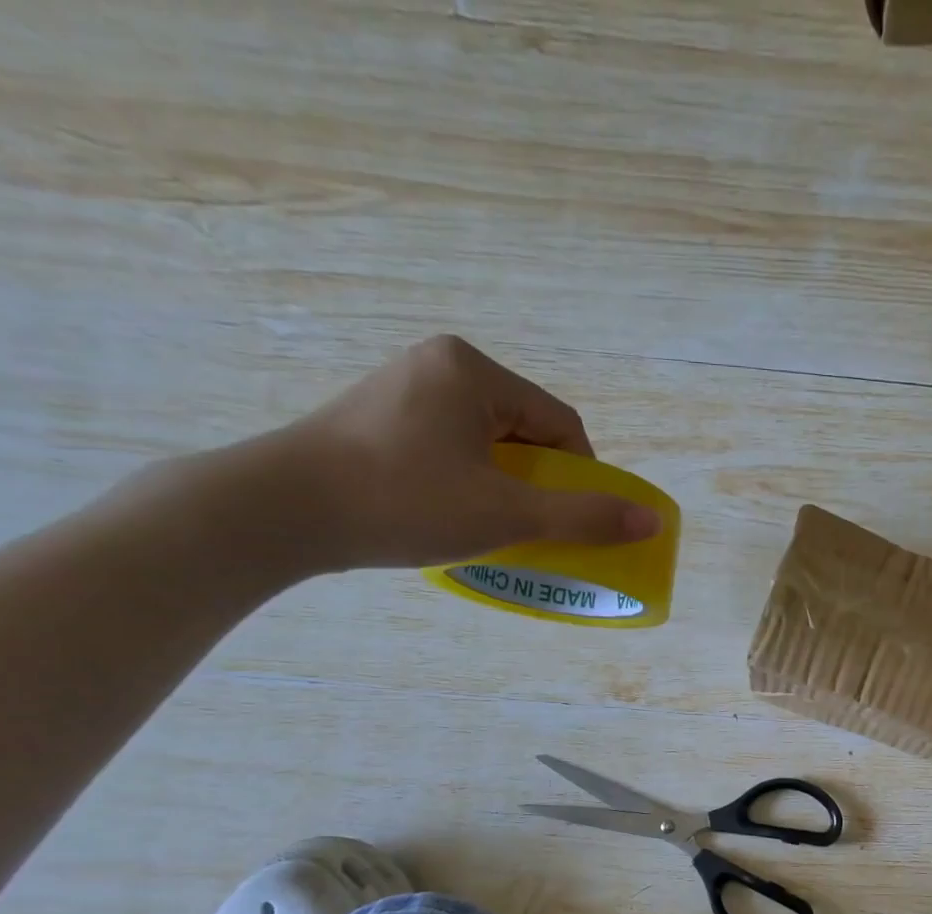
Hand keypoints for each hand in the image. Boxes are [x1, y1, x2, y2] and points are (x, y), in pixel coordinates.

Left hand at [271, 335, 660, 570]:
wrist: (281, 510)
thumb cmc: (403, 502)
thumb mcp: (505, 514)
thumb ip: (583, 517)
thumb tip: (650, 520)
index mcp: (474, 371)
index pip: (560, 424)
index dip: (582, 478)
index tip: (574, 522)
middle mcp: (440, 365)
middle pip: (525, 432)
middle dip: (540, 484)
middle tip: (534, 530)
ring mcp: (404, 388)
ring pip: (488, 443)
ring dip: (506, 487)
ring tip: (493, 528)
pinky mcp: (379, 416)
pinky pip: (451, 447)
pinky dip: (469, 482)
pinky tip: (452, 514)